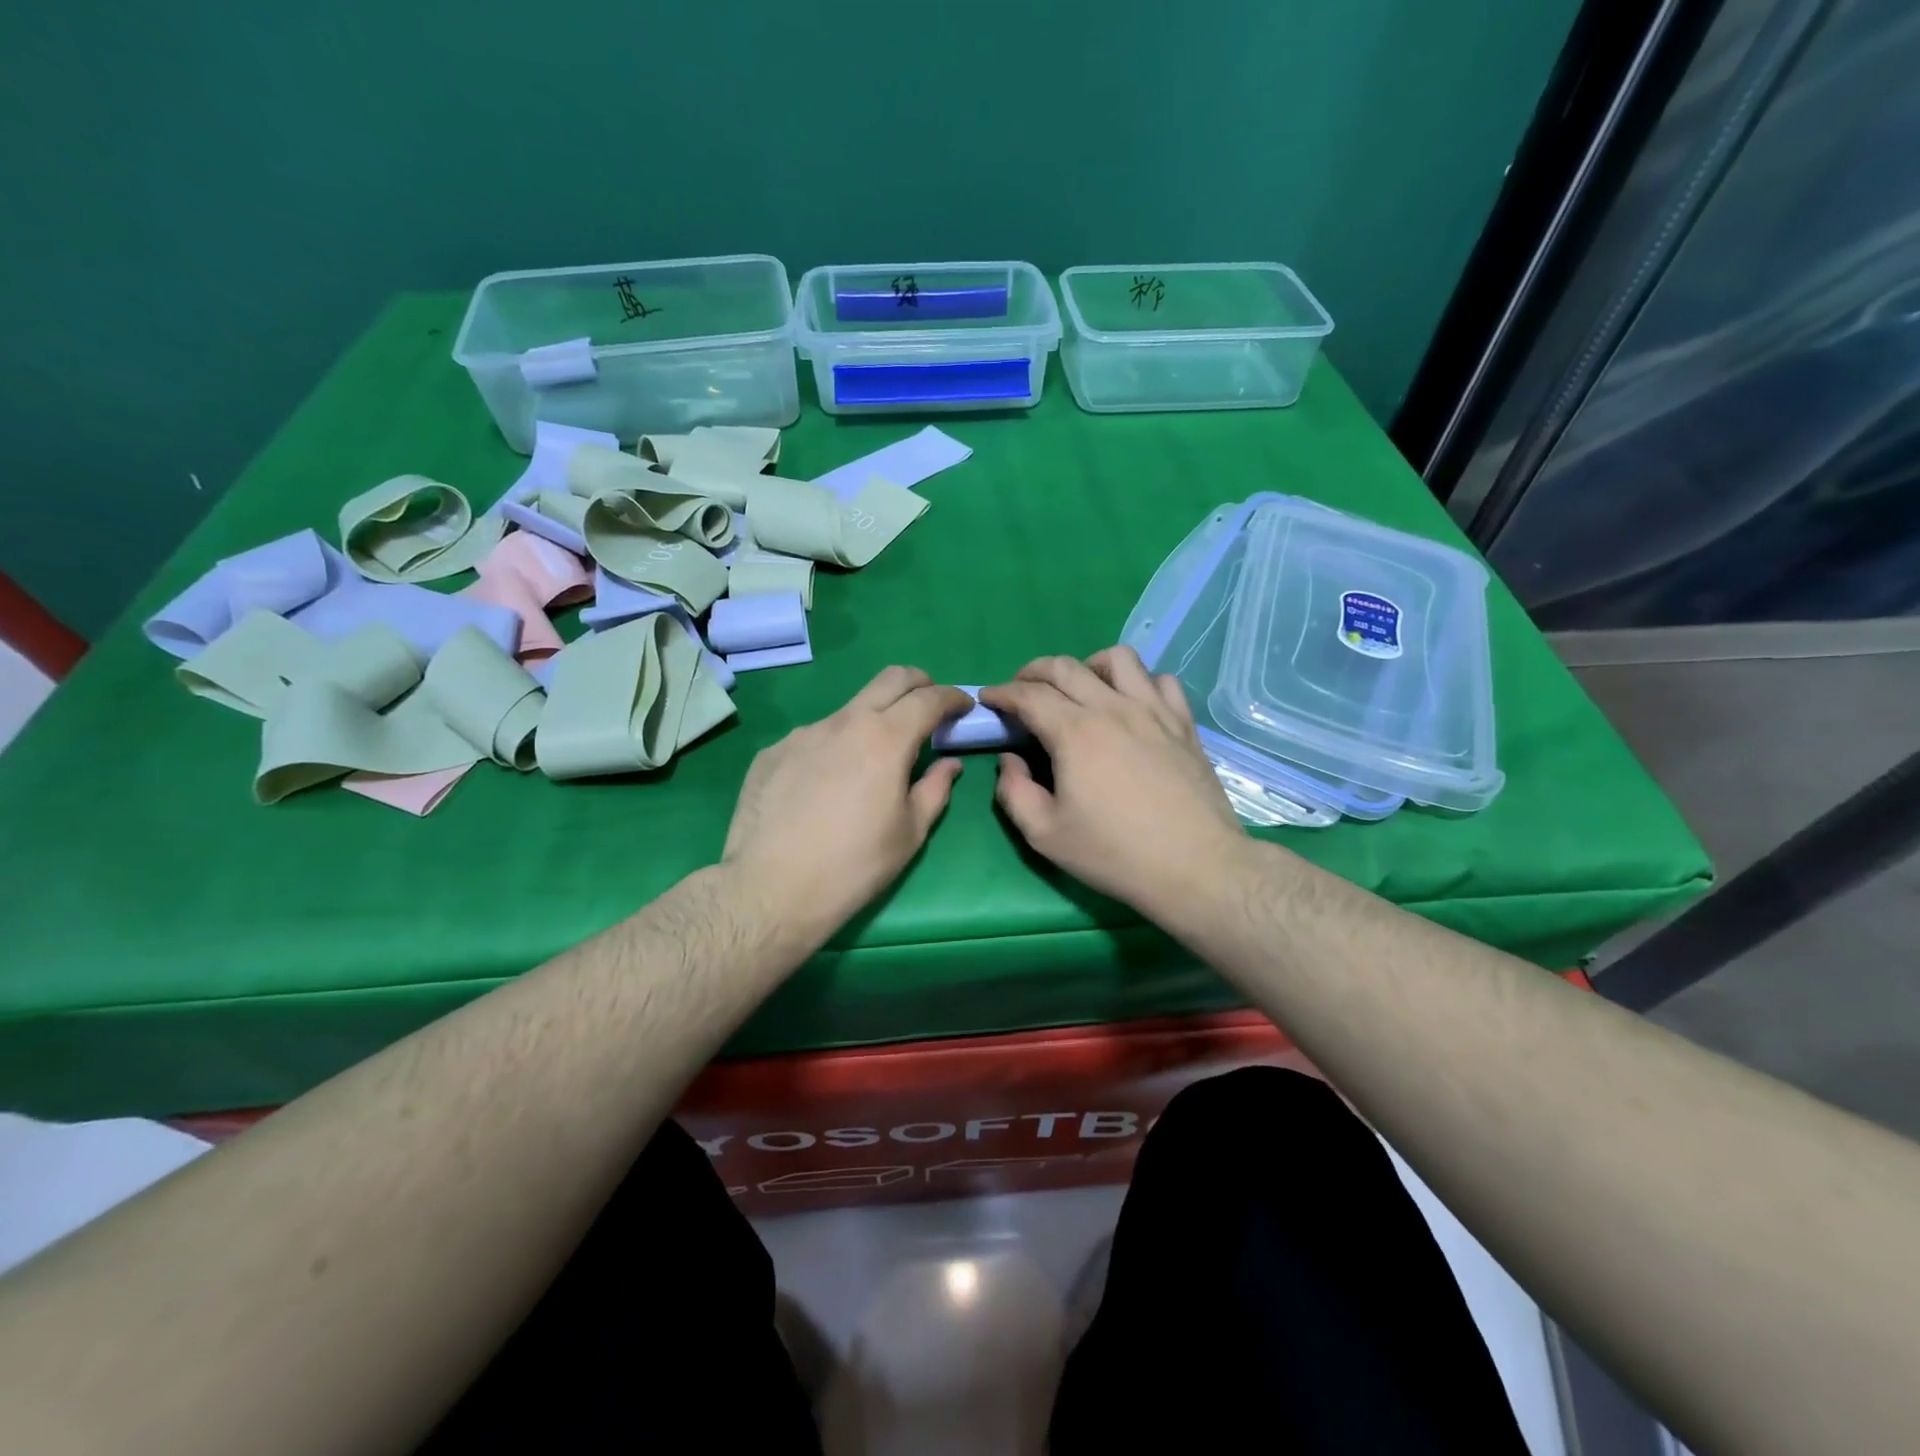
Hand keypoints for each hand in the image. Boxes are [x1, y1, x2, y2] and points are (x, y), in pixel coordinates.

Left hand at [722, 666, 972, 946]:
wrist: (769, 889)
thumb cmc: (853, 866)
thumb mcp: (910, 834)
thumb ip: (935, 790)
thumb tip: (949, 765)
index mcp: (885, 739)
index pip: (929, 699)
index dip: (953, 697)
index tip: (964, 706)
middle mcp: (844, 722)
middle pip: (890, 679)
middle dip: (919, 683)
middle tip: (929, 706)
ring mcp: (803, 733)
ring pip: (849, 710)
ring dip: (872, 720)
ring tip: (872, 760)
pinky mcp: (772, 752)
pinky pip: (814, 738)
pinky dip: (834, 747)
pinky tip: (825, 785)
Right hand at [979, 648, 1246, 919]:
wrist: (1195, 867)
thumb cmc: (1114, 854)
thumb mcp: (1045, 834)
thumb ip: (1014, 792)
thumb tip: (1010, 760)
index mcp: (1074, 732)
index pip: (1028, 695)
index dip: (1001, 693)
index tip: (988, 699)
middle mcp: (1113, 708)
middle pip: (1066, 667)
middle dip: (1033, 671)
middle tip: (1021, 689)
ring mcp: (1154, 711)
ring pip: (1118, 659)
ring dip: (1088, 665)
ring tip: (1080, 688)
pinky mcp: (1183, 724)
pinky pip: (1161, 680)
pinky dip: (1139, 682)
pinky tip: (1131, 704)